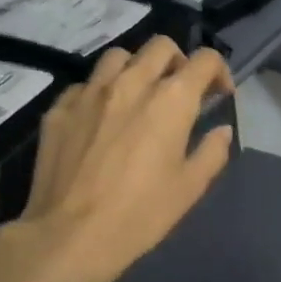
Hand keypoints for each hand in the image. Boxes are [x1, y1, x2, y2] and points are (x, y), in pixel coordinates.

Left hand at [0, 37, 234, 281]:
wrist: (71, 234)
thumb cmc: (141, 214)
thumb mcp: (190, 188)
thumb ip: (212, 152)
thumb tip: (220, 131)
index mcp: (171, 100)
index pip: (204, 60)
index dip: (219, 72)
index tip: (219, 95)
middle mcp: (131, 82)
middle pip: (161, 47)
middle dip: (179, 62)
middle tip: (180, 92)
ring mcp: (90, 92)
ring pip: (119, 57)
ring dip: (137, 69)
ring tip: (139, 97)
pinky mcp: (59, 108)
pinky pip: (85, 84)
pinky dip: (101, 92)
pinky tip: (101, 119)